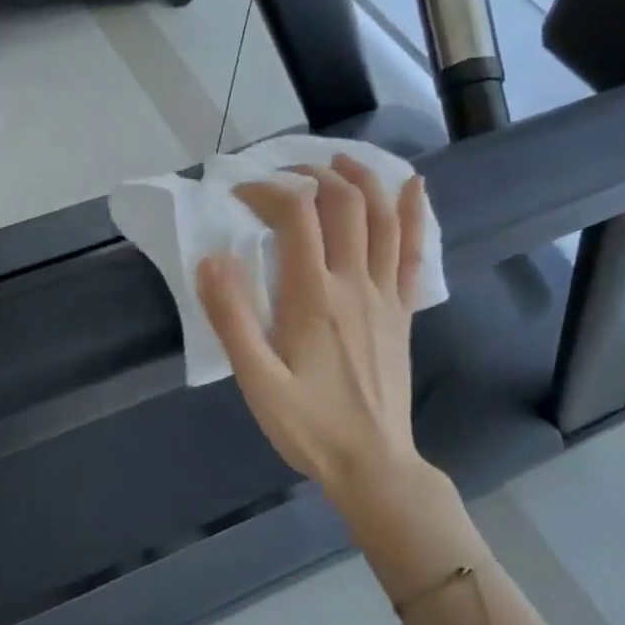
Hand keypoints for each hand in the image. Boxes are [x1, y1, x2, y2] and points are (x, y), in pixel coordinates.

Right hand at [196, 154, 429, 502]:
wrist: (373, 464)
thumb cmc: (309, 426)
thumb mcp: (257, 380)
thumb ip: (232, 318)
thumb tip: (211, 259)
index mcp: (313, 297)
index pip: (296, 215)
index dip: (267, 191)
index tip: (239, 195)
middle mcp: (354, 284)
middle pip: (344, 203)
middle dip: (314, 174)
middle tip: (284, 173)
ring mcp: (386, 295)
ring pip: (382, 218)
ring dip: (362, 180)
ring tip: (339, 161)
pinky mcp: (402, 312)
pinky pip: (412, 252)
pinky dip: (412, 214)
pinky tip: (414, 188)